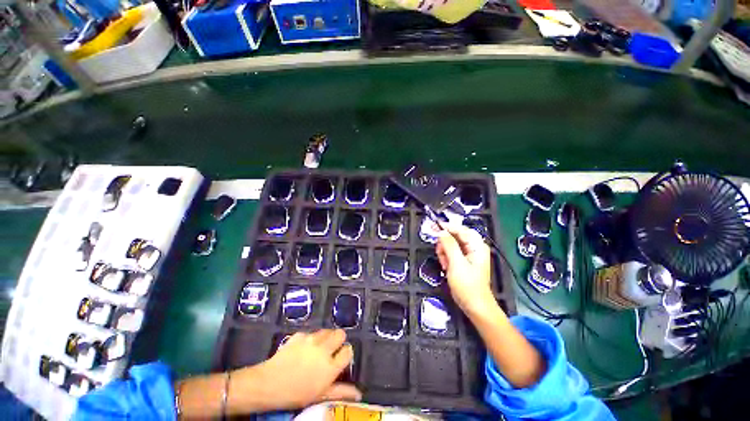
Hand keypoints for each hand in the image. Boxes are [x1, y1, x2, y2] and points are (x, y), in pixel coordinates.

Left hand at [234, 329, 360, 411]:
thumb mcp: (319, 395)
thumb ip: (340, 391)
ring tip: (317, 348)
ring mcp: (312, 339)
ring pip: (327, 331)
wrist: (268, 384)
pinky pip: (311, 333)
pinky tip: (302, 349)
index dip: (346, 353)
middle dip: (338, 340)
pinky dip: (310, 339)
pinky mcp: (300, 334)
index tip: (341, 357)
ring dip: (325, 338)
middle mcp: (324, 349)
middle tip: (331, 350)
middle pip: (340, 334)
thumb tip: (358, 393)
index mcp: (331, 366)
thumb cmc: (295, 394)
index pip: (348, 351)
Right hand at [436, 224, 494, 314]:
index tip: (433, 226)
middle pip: (455, 236)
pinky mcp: (463, 262)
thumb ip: (449, 245)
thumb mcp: (456, 263)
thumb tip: (441, 231)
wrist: (474, 306)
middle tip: (440, 253)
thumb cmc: (468, 285)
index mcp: (477, 246)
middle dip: (445, 244)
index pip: (461, 229)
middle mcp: (474, 248)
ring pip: (451, 245)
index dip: (447, 227)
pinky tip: (446, 267)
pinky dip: (446, 258)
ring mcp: (469, 255)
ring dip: (444, 252)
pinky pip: (451, 253)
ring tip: (444, 264)